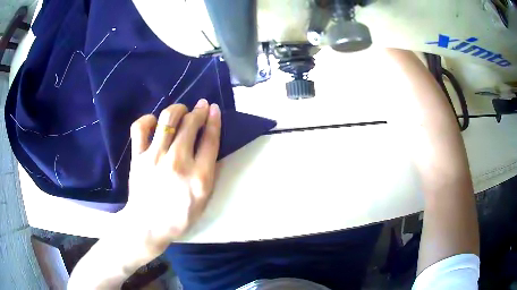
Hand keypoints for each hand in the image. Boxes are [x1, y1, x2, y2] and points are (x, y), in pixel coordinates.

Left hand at [120, 99, 220, 254]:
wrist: (148, 226)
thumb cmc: (179, 216)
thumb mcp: (204, 200)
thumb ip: (209, 172)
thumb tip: (208, 144)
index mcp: (199, 177)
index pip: (210, 139)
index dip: (214, 119)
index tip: (214, 109)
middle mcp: (177, 162)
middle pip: (190, 124)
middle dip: (199, 111)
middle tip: (201, 107)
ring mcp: (154, 157)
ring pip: (168, 119)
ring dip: (178, 109)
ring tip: (181, 110)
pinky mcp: (137, 157)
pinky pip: (140, 128)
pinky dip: (148, 120)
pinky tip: (154, 122)